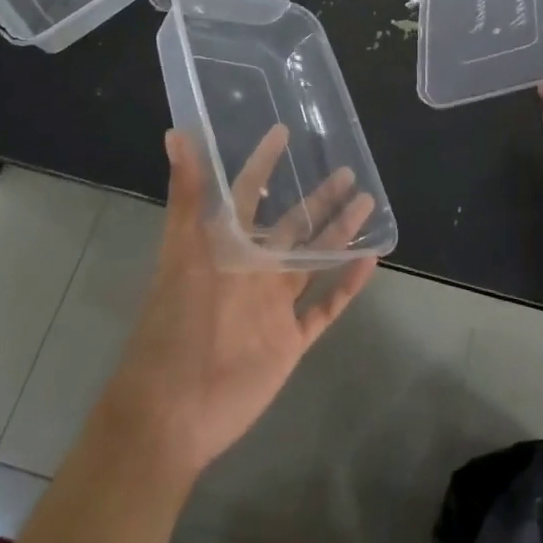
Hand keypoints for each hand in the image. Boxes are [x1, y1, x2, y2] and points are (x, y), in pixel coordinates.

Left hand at [102, 127, 377, 480]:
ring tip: (367, 203)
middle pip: (292, 224)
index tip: (284, 131)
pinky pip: (325, 308)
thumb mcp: (181, 251)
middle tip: (347, 170)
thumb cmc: (175, 323)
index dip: (264, 162)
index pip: (249, 192)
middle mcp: (253, 268)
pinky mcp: (289, 339)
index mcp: (227, 245)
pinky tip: (369, 261)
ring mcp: (273, 304)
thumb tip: (175, 133)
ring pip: (313, 259)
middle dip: (318, 198)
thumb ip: (186, 194)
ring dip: (339, 233)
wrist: (172, 410)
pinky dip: (347, 287)